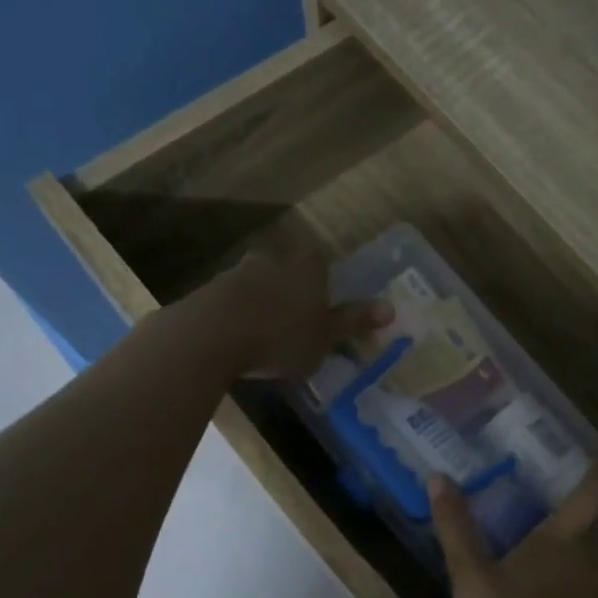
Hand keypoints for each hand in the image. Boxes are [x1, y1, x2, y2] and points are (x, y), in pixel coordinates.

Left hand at [212, 251, 391, 378]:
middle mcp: (271, 263)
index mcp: (305, 271)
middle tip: (293, 311)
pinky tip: (234, 336)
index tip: (323, 296)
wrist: (210, 337)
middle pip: (283, 265)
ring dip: (258, 298)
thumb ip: (353, 322)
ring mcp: (235, 274)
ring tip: (262, 328)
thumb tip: (391, 307)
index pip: (318, 260)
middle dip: (288, 283)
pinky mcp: (206, 293)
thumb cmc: (280, 338)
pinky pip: (227, 299)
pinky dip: (233, 313)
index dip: (321, 275)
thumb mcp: (325, 337)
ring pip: (253, 280)